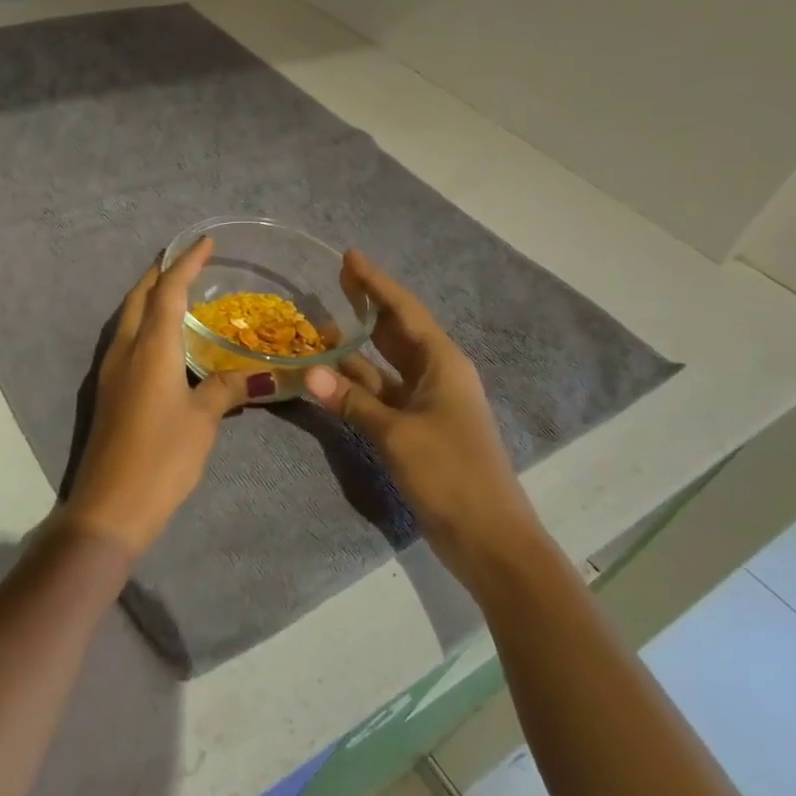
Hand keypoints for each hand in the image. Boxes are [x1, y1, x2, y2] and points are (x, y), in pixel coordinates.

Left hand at [62, 238, 262, 556]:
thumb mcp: (203, 421)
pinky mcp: (108, 391)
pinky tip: (162, 339)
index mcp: (151, 348)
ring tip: (176, 291)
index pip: (168, 291)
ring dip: (148, 297)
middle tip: (185, 260)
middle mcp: (125, 350)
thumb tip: (257, 374)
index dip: (186, 264)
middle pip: (139, 297)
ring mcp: (111, 371)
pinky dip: (144, 324)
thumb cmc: (162, 458)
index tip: (204, 242)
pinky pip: (126, 340)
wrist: (110, 505)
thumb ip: (227, 389)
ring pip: (128, 318)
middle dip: (160, 273)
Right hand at [302, 250, 543, 578]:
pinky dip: (356, 385)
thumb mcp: (397, 434)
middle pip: (396, 331)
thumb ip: (351, 401)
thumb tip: (307, 371)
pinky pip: (381, 395)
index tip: (349, 257)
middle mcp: (436, 375)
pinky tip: (330, 377)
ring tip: (320, 326)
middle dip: (368, 305)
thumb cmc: (450, 474)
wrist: (488, 537)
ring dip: (356, 348)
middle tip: (336, 278)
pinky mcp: (416, 430)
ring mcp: (426, 404)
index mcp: (442, 364)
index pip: (404, 311)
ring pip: (385, 364)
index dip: (376, 283)